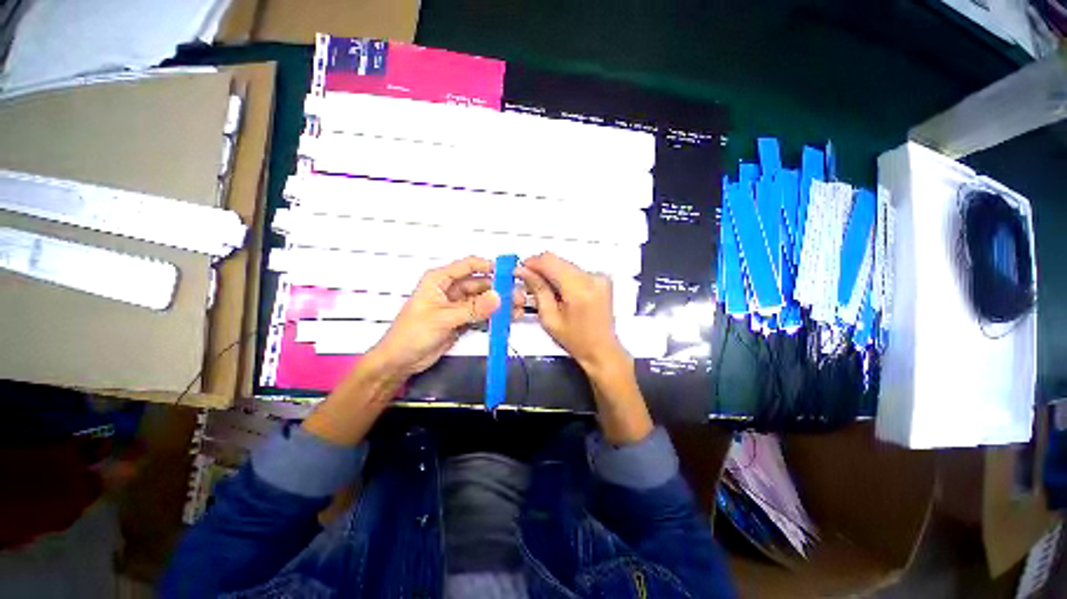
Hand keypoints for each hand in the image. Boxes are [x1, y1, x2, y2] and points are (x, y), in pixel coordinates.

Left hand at [303, 256, 523, 446]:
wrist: (400, 361)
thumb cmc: (412, 334)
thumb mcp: (443, 319)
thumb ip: (472, 308)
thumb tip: (498, 297)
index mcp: (439, 280)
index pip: (468, 266)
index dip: (489, 267)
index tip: (509, 273)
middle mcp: (450, 289)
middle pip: (479, 284)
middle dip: (499, 289)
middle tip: (518, 296)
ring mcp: (457, 305)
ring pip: (483, 300)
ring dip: (499, 303)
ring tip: (517, 308)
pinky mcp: (462, 319)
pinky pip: (481, 314)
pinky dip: (493, 316)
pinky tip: (507, 318)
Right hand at [517, 252, 652, 444]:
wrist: (606, 357)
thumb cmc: (576, 343)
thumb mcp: (550, 318)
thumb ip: (539, 290)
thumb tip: (526, 271)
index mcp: (578, 286)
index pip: (549, 260)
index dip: (532, 262)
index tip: (521, 271)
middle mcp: (593, 276)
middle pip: (560, 261)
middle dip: (542, 269)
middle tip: (529, 283)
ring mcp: (602, 279)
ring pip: (569, 267)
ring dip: (554, 275)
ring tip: (544, 292)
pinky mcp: (605, 283)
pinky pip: (578, 274)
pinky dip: (565, 279)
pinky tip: (561, 295)